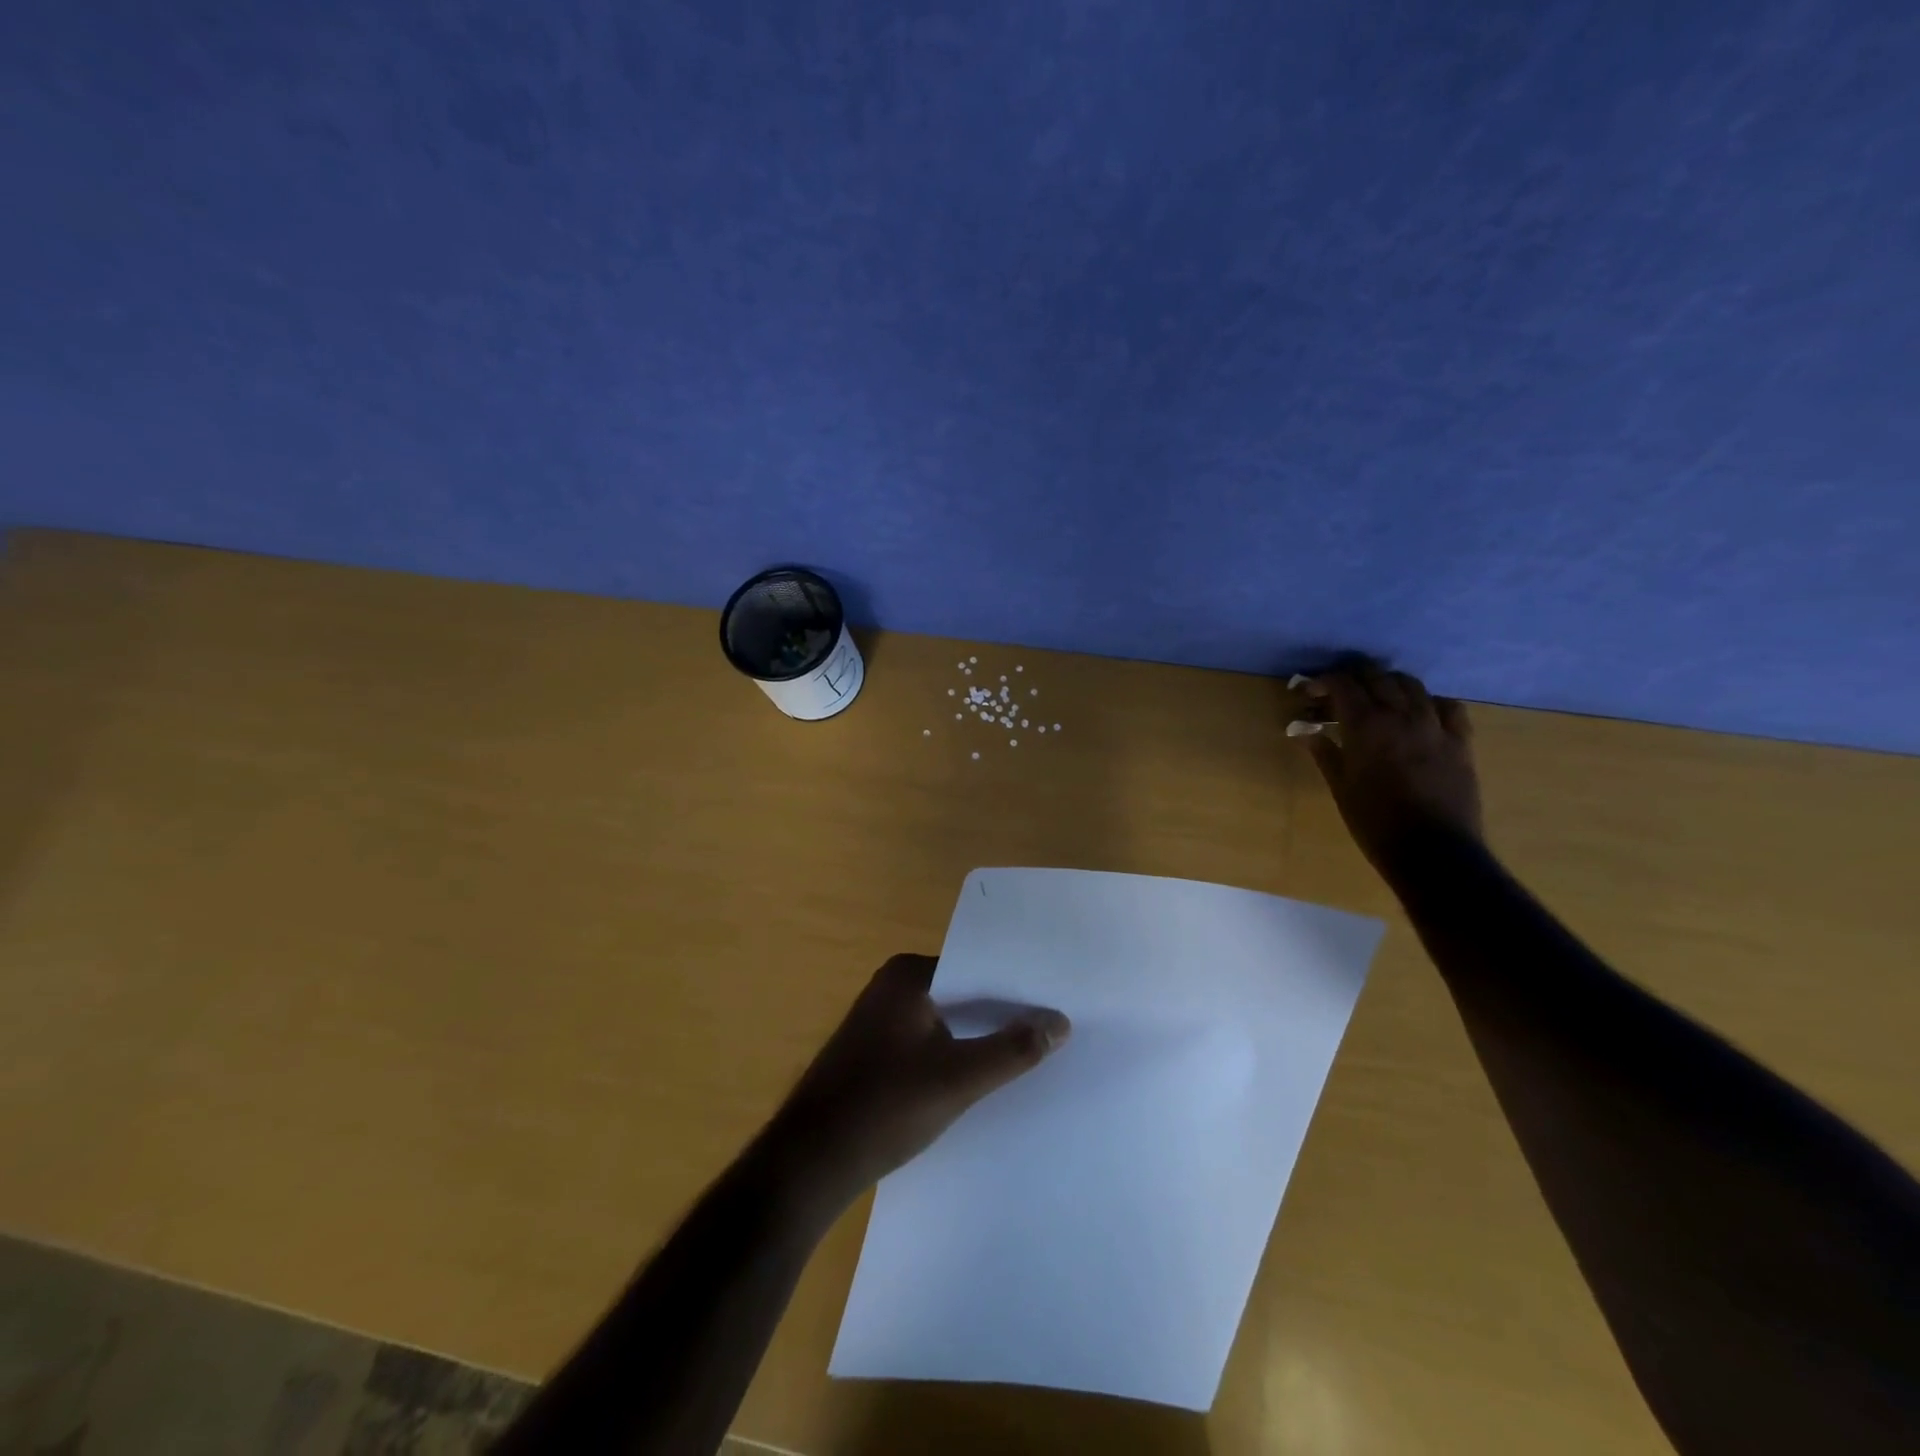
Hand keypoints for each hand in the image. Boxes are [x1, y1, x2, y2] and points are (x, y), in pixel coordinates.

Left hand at [767, 954, 1069, 1206]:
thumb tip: (1061, 1022)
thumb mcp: (959, 1079)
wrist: (809, 1164)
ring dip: (980, 1034)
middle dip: (1002, 1010)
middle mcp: (891, 985)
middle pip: (962, 990)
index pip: (976, 965)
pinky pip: (929, 1038)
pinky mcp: (876, 1050)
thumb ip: (1012, 1049)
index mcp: (907, 974)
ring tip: (1032, 1049)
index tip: (1057, 1000)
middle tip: (1056, 1026)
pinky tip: (986, 1073)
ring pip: (947, 1018)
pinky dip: (956, 1051)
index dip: (1017, 985)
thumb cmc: (884, 1108)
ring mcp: (880, 1018)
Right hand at [1296, 662, 1483, 880]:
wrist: (1432, 850)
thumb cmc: (1374, 822)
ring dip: (1388, 684)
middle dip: (1352, 676)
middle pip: (1376, 676)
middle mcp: (1401, 715)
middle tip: (1337, 691)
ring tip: (1376, 697)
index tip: (1309, 691)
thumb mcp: (1340, 787)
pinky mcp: (1460, 740)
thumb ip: (1324, 753)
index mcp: (1365, 725)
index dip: (1322, 681)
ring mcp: (1434, 725)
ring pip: (1411, 685)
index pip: (1342, 684)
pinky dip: (1428, 702)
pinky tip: (1420, 712)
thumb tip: (1305, 731)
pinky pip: (1448, 706)